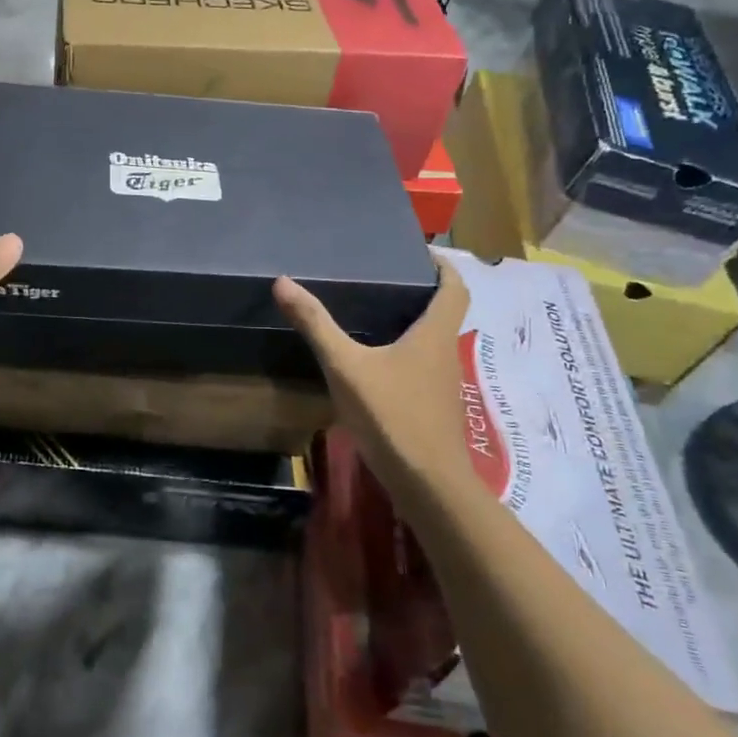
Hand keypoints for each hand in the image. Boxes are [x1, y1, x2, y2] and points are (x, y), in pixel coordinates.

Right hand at [273, 255, 473, 495]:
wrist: (426, 483)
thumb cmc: (392, 415)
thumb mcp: (346, 366)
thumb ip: (316, 325)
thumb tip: (283, 282)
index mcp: (434, 334)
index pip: (455, 288)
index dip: (443, 266)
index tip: (421, 253)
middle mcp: (445, 353)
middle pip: (444, 313)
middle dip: (421, 294)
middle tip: (384, 279)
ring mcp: (443, 385)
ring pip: (432, 342)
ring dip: (412, 325)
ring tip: (374, 314)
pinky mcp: (434, 408)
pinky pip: (422, 368)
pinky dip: (405, 354)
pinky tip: (375, 363)